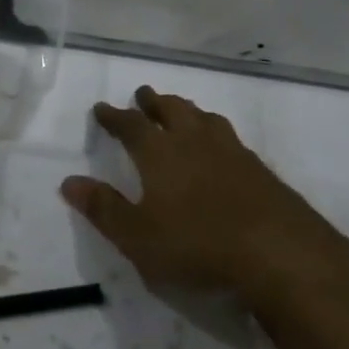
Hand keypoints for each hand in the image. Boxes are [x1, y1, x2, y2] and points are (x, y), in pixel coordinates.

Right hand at [62, 85, 348, 312]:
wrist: (280, 254)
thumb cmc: (198, 245)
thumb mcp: (138, 238)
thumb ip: (103, 209)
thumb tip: (68, 182)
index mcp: (159, 154)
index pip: (130, 126)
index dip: (114, 116)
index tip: (101, 108)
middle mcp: (194, 142)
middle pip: (170, 110)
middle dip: (152, 102)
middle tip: (143, 94)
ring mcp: (231, 152)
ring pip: (203, 118)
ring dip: (187, 110)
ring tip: (181, 110)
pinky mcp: (260, 169)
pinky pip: (230, 137)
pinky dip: (216, 132)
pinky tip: (222, 146)